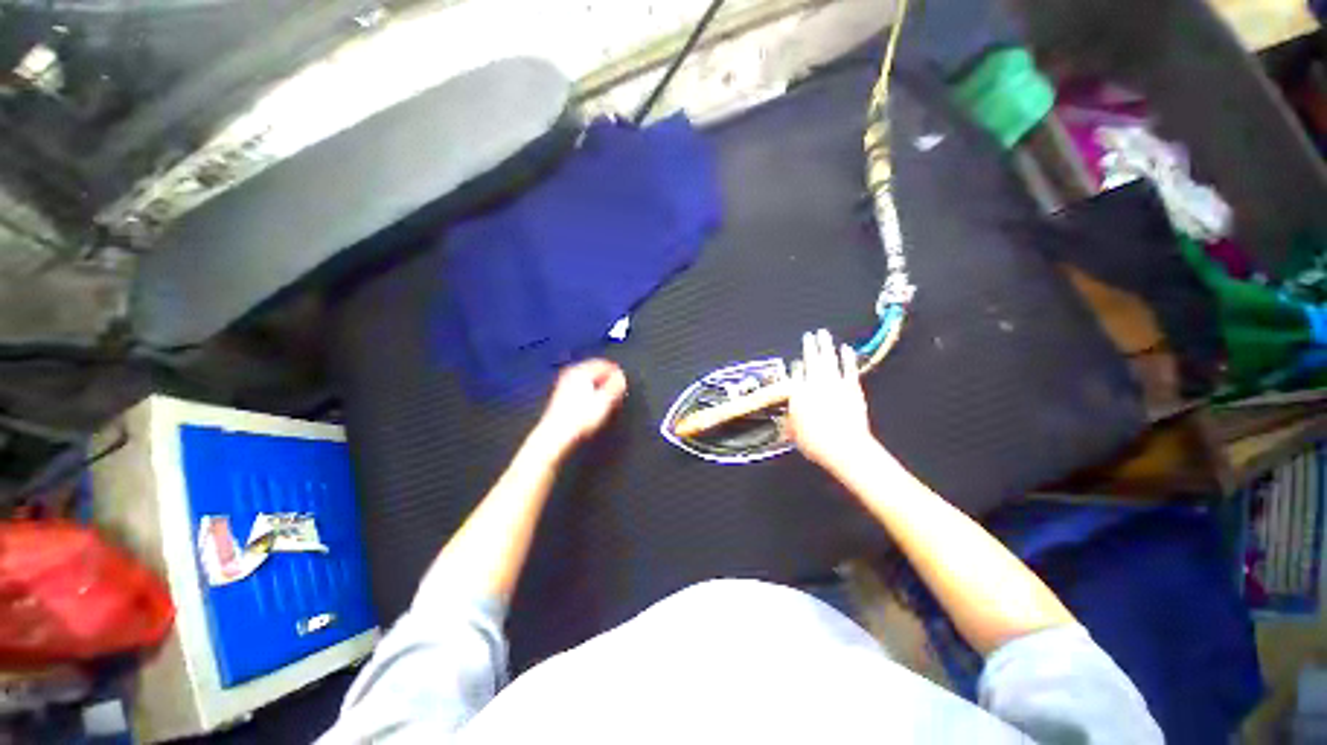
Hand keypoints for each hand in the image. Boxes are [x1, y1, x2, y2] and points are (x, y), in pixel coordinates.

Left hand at [532, 359, 627, 456]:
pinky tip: (594, 405)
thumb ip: (615, 386)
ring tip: (607, 400)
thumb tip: (621, 378)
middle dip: (607, 380)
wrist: (556, 434)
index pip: (604, 364)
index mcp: (581, 371)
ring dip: (600, 387)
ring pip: (588, 380)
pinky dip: (590, 393)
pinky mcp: (562, 395)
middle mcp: (571, 374)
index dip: (616, 374)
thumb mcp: (605, 401)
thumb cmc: (578, 419)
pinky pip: (581, 388)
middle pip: (595, 371)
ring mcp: (564, 384)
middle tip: (617, 392)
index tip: (623, 383)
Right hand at [787, 329, 875, 472]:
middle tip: (808, 335)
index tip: (796, 364)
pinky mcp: (852, 388)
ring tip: (823, 334)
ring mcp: (835, 384)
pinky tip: (846, 349)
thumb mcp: (794, 433)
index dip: (795, 368)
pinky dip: (847, 358)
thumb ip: (791, 420)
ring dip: (826, 345)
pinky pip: (848, 368)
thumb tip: (788, 416)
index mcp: (797, 393)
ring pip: (828, 360)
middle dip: (809, 346)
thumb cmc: (816, 443)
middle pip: (811, 360)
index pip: (794, 374)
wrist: (844, 447)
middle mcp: (814, 384)